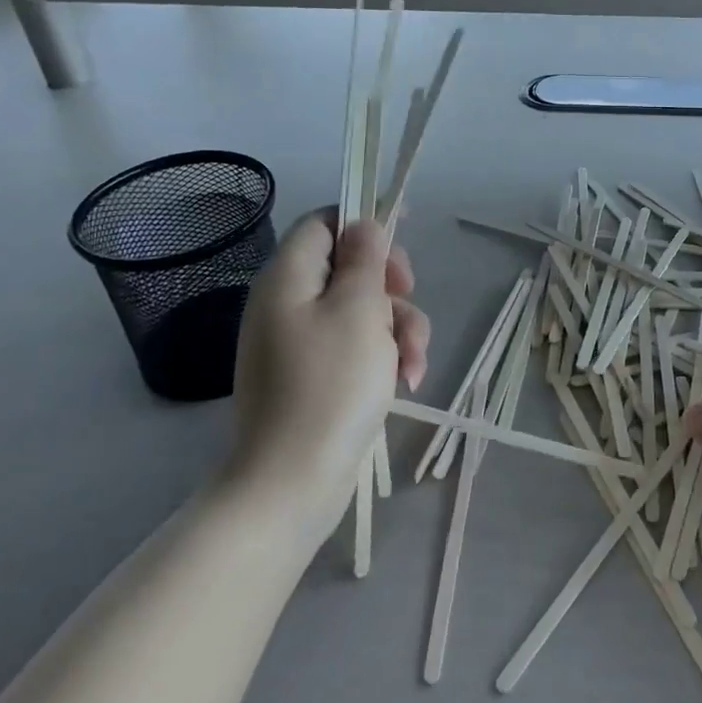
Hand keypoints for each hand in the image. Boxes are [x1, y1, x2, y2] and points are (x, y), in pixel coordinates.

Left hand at [224, 210, 429, 527]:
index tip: (405, 227)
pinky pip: (356, 347)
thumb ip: (365, 259)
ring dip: (398, 327)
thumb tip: (365, 226)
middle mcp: (287, 304)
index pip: (323, 222)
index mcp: (288, 278)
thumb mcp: (359, 310)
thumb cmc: (331, 385)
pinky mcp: (316, 377)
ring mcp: (301, 343)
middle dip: (390, 284)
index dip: (364, 219)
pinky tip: (407, 380)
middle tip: (409, 296)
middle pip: (349, 267)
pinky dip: (384, 357)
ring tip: (413, 361)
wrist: (293, 483)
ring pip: (361, 310)